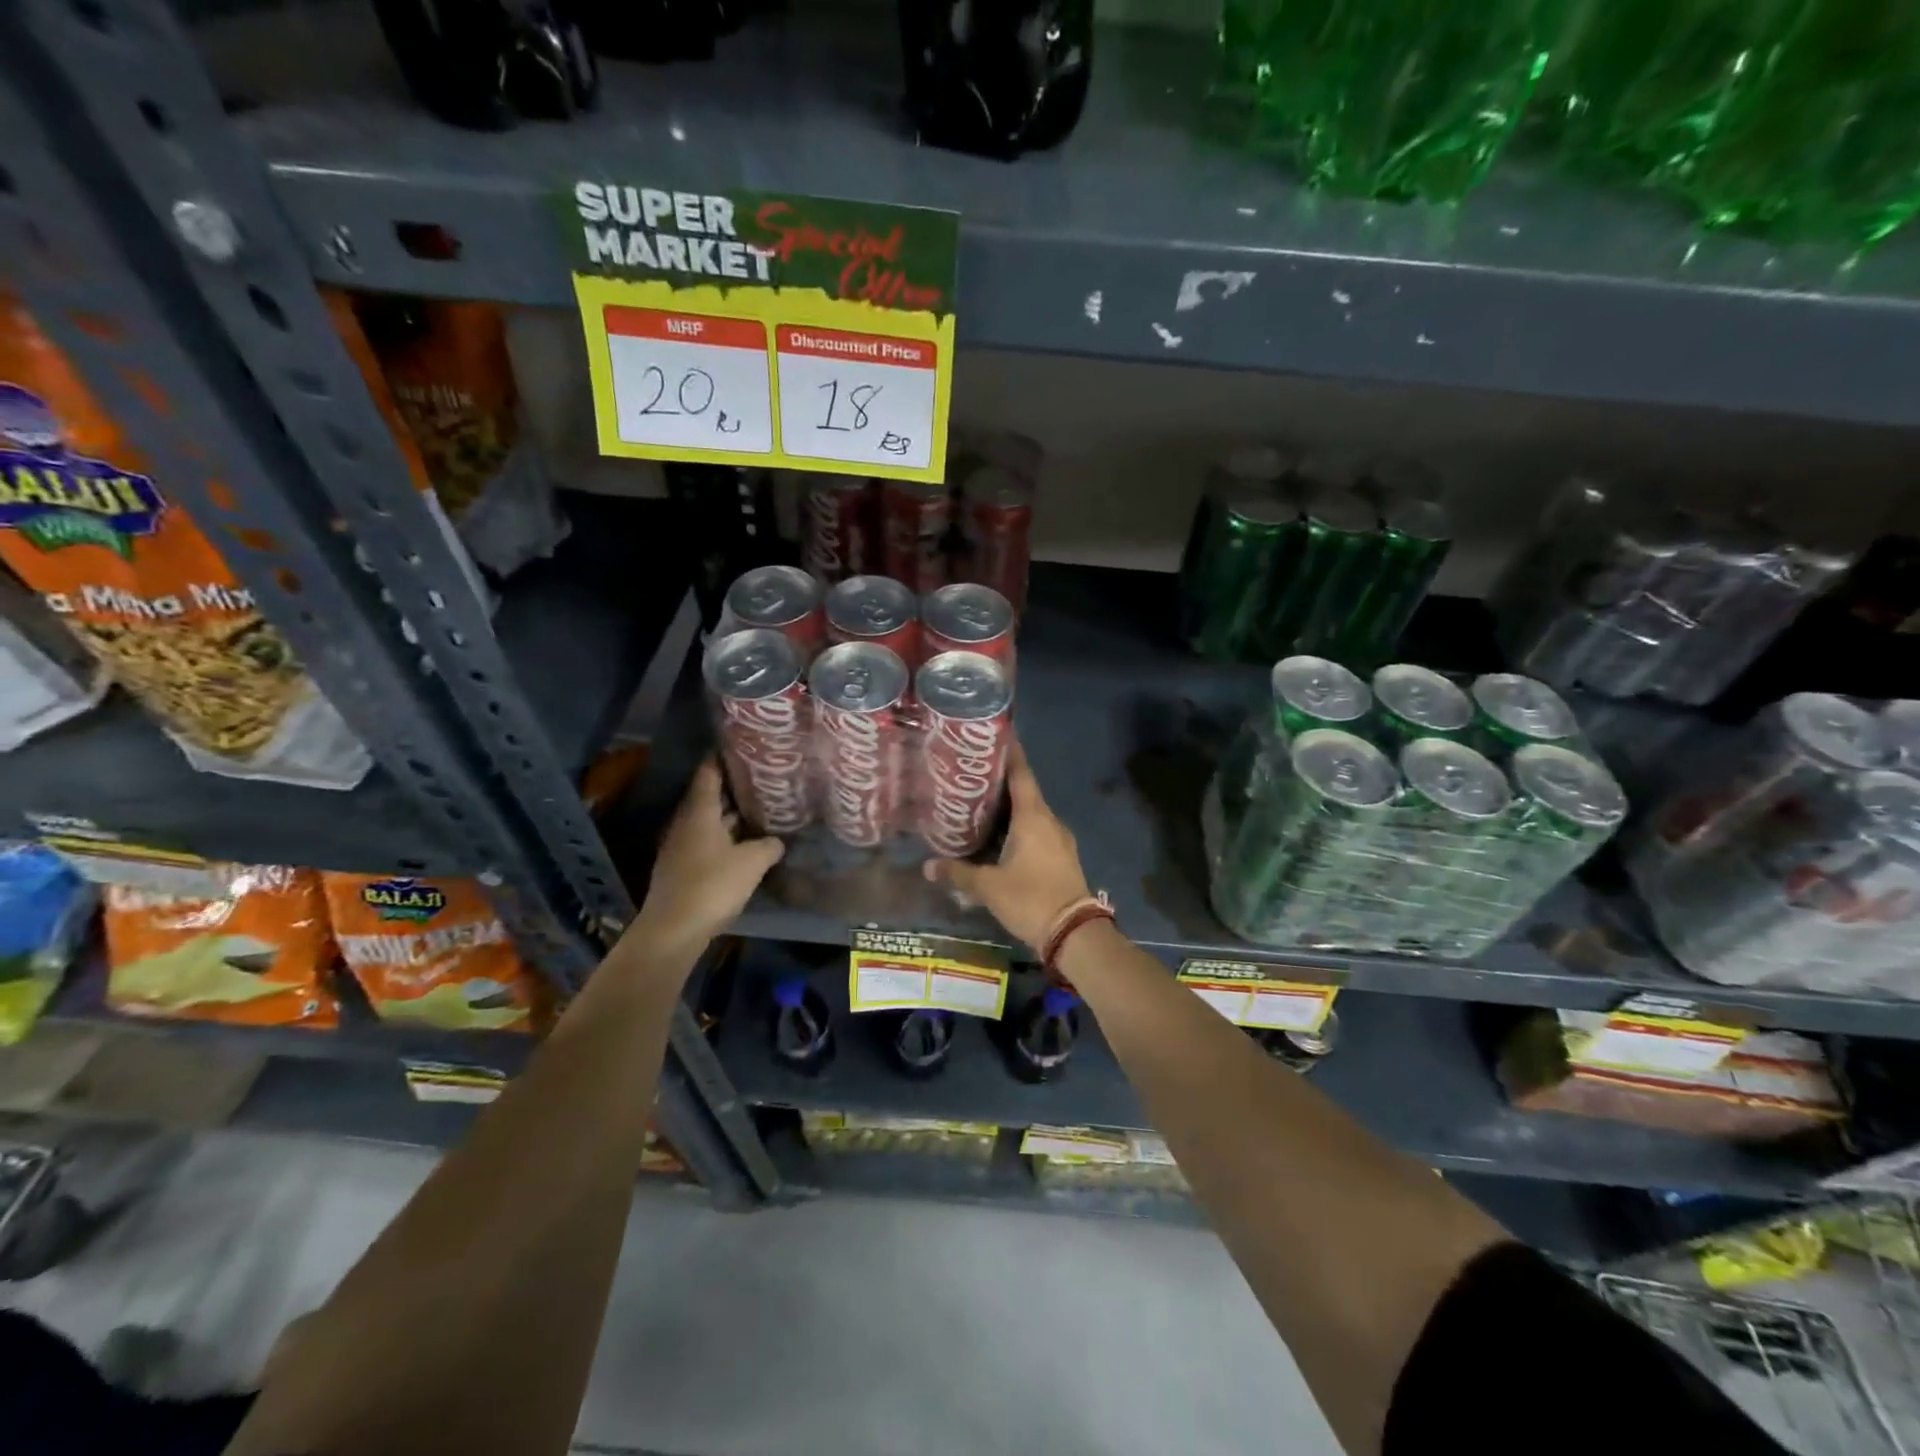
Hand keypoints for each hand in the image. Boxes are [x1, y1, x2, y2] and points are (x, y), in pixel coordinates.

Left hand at [631, 758, 783, 954]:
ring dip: (729, 816)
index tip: (741, 748)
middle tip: (761, 780)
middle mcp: (685, 823)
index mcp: (699, 812)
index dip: (723, 759)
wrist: (673, 930)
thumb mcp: (752, 862)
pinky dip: (724, 838)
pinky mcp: (681, 868)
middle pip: (708, 797)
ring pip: (708, 822)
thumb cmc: (713, 886)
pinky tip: (743, 845)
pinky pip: (705, 842)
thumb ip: (768, 845)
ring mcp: (680, 846)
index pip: (708, 774)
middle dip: (733, 789)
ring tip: (758, 810)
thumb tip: (777, 840)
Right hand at [923, 741, 1090, 948]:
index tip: (997, 735)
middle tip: (972, 774)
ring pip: (1032, 814)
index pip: (1021, 774)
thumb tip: (927, 866)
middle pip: (1025, 792)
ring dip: (1010, 808)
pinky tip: (1001, 837)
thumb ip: (958, 873)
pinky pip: (1038, 831)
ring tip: (981, 804)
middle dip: (1001, 782)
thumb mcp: (988, 887)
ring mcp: (1059, 840)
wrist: (1074, 933)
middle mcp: (1049, 821)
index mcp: (1034, 817)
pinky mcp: (1062, 857)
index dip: (1010, 754)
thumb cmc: (1031, 898)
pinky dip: (1019, 827)